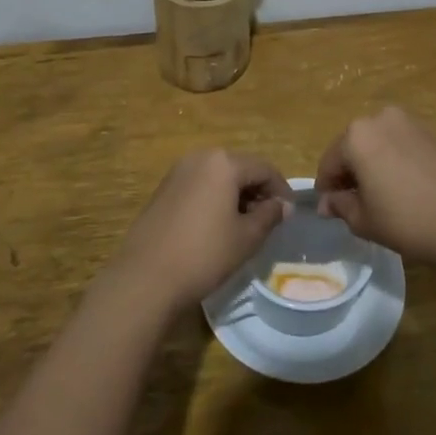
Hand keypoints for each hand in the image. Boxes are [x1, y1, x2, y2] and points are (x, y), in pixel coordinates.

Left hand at [108, 151, 293, 313]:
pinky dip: (214, 199)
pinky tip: (216, 227)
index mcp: (223, 163)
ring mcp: (177, 172)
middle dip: (257, 191)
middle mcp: (199, 158)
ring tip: (244, 226)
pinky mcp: (163, 189)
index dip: (281, 190)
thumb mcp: (246, 237)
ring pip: (218, 177)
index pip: (264, 168)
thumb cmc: (204, 254)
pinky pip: (199, 186)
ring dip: (236, 195)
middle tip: (269, 220)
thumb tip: (283, 205)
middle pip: (239, 168)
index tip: (289, 214)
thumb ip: (270, 215)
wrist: (146, 277)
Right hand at [317, 107, 435, 267]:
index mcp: (357, 135)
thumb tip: (328, 203)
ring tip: (386, 198)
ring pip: (382, 145)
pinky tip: (411, 191)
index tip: (331, 209)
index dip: (327, 188)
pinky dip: (400, 164)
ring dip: (377, 166)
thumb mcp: (364, 220)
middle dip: (352, 173)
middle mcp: (382, 119)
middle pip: (355, 147)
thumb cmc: (407, 220)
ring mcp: (413, 124)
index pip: (329, 162)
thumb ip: (340, 206)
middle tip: (357, 204)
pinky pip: (406, 148)